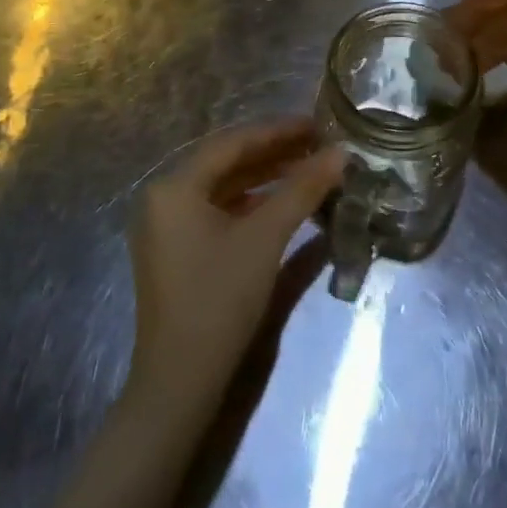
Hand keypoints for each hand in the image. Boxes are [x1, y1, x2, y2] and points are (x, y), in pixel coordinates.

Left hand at [127, 120, 343, 410]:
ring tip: (310, 170)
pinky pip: (219, 212)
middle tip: (319, 146)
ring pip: (225, 188)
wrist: (180, 383)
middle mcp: (164, 199)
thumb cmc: (219, 299)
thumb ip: (303, 189)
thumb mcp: (265, 237)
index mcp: (174, 186)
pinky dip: (253, 205)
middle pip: (227, 162)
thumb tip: (341, 153)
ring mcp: (168, 227)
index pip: (233, 143)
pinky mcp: (179, 252)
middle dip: (275, 154)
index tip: (318, 124)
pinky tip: (285, 205)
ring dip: (267, 179)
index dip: (278, 131)